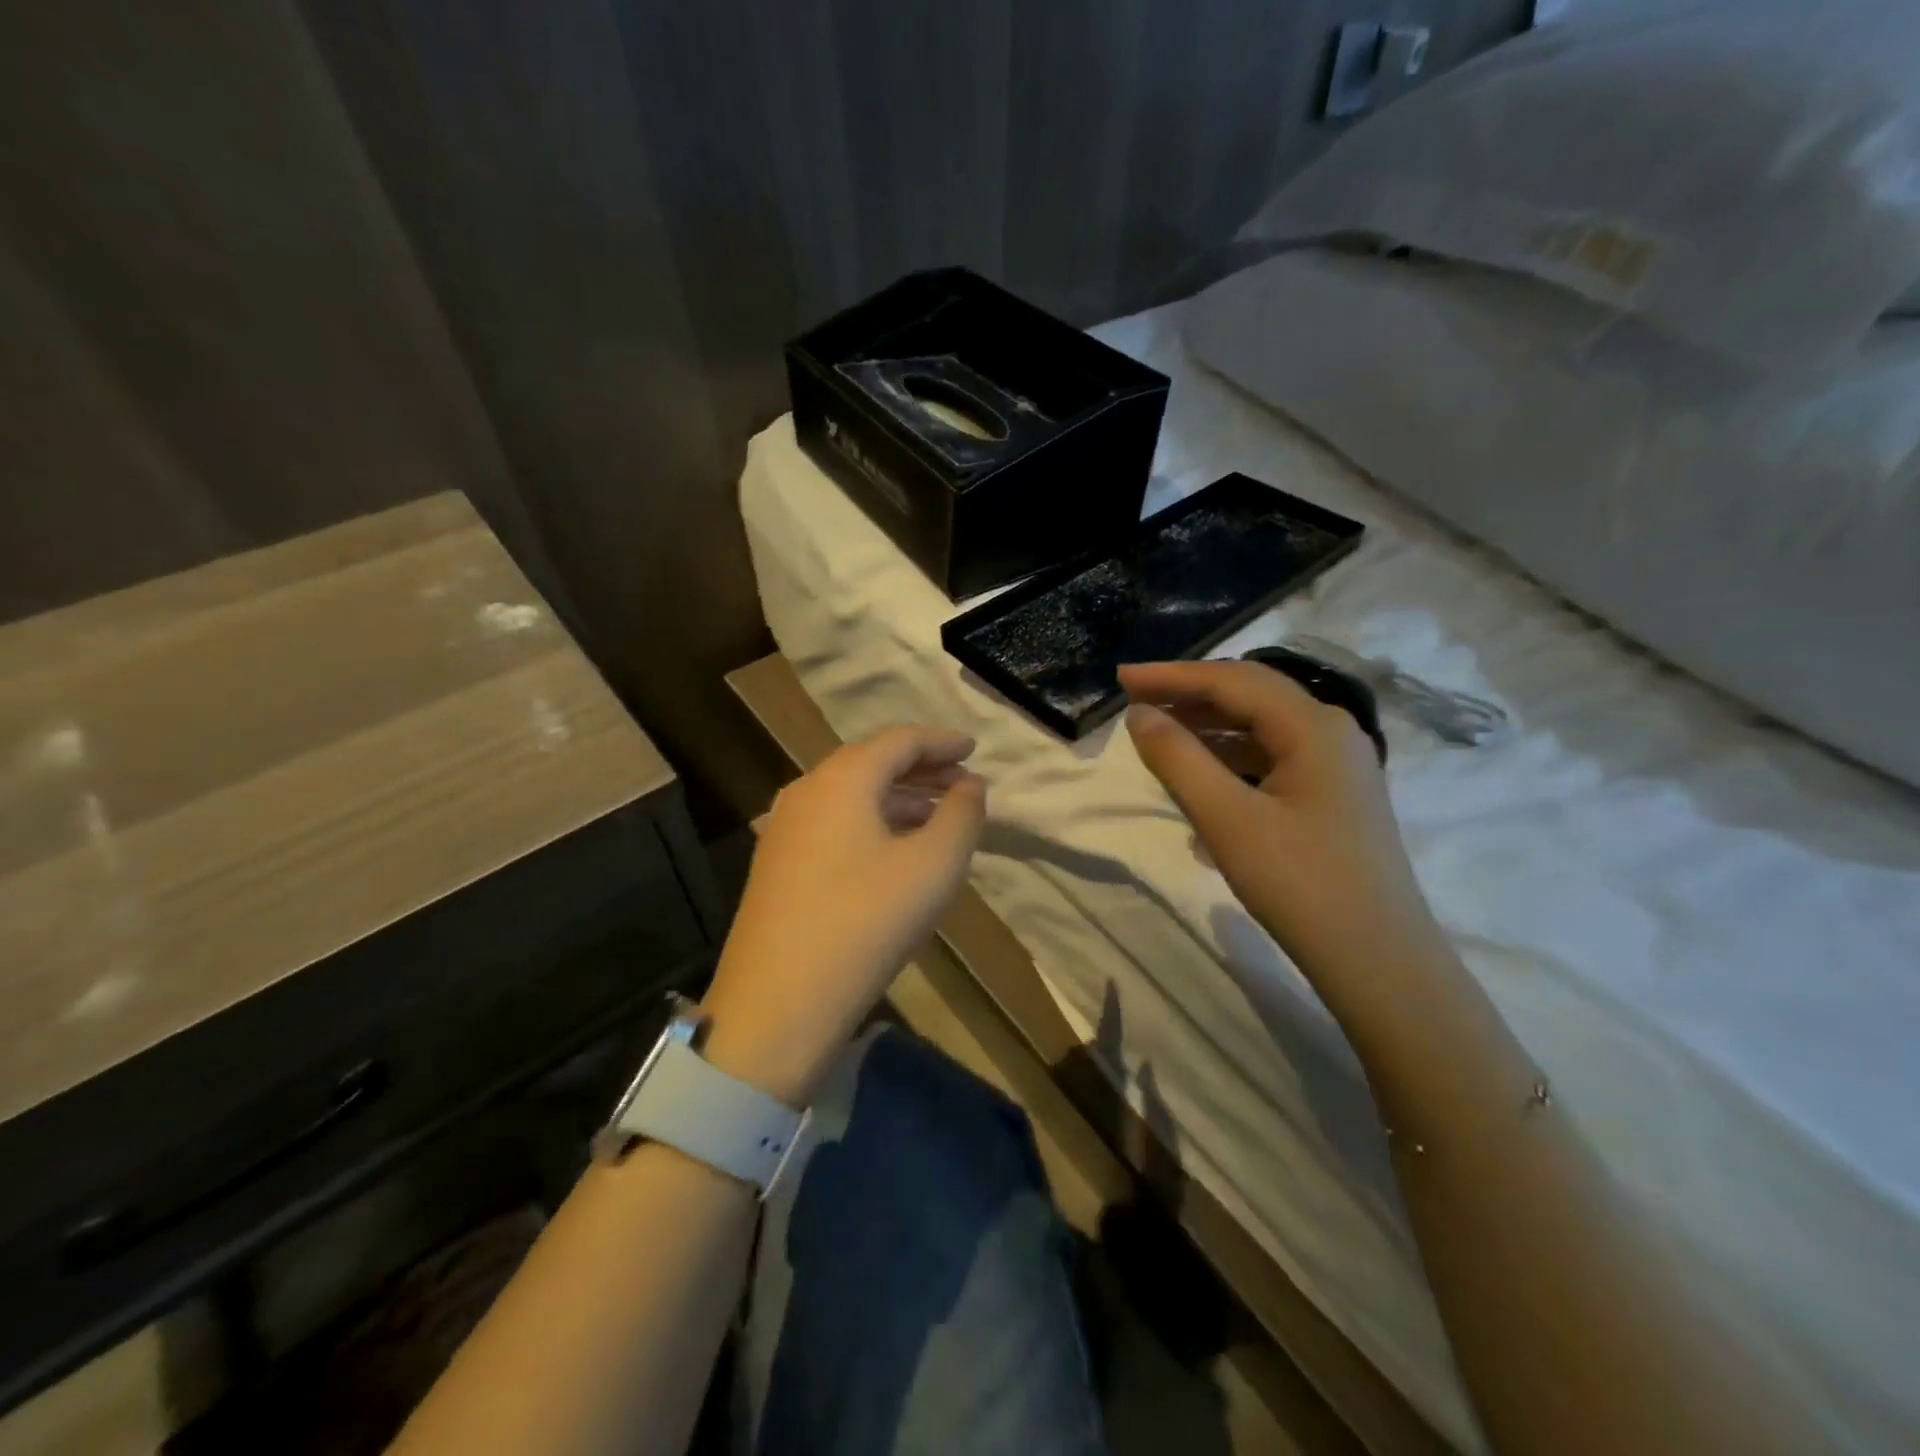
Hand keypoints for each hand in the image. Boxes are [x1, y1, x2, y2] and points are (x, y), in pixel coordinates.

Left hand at [700, 725, 986, 1105]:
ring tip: (937, 818)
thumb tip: (969, 785)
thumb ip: (961, 815)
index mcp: (842, 779)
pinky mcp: (777, 863)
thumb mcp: (934, 867)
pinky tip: (894, 851)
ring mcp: (784, 828)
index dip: (941, 741)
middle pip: (872, 762)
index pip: (900, 740)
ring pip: (851, 795)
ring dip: (897, 799)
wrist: (778, 1003)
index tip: (974, 748)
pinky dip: (872, 823)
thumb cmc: (866, 923)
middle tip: (962, 784)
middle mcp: (807, 791)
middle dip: (921, 770)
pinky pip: (834, 823)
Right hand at [1120, 660, 1443, 996]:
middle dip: (1190, 695)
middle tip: (1135, 701)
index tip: (1121, 679)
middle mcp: (1332, 733)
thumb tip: (1140, 715)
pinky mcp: (1334, 798)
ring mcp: (1338, 766)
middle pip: (1251, 696)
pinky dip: (1231, 762)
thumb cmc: (1299, 884)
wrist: (1378, 962)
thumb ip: (1178, 759)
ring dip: (1209, 728)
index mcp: (1313, 726)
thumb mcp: (1227, 818)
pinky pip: (1273, 761)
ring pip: (1262, 729)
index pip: (1232, 680)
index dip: (1172, 676)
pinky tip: (1200, 784)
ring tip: (1160, 736)